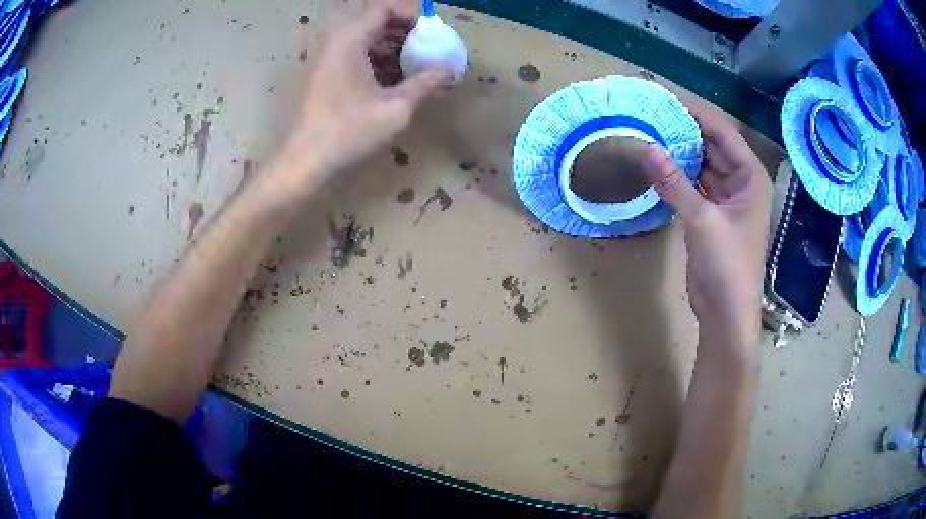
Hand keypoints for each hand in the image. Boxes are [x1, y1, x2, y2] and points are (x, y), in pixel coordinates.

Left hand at [271, 3, 449, 201]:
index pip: (383, 10)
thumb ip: (426, 82)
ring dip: (392, 50)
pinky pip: (355, 58)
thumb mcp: (397, 107)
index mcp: (350, 40)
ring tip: (416, 68)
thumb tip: (449, 67)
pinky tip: (394, 82)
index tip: (432, 35)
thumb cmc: (349, 131)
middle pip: (374, 24)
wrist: (305, 162)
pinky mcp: (325, 77)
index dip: (411, 17)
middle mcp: (336, 43)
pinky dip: (377, 63)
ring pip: (365, 42)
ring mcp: (328, 61)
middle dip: (405, 34)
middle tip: (428, 51)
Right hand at [642, 105, 770, 353]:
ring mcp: (725, 200)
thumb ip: (674, 183)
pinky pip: (693, 186)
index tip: (666, 99)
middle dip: (685, 132)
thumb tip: (646, 148)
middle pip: (712, 147)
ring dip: (680, 154)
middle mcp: (740, 183)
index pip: (723, 133)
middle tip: (651, 115)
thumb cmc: (728, 265)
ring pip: (701, 167)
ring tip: (649, 134)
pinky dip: (677, 177)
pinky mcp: (710, 216)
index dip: (697, 114)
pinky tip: (656, 166)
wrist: (726, 313)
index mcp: (750, 177)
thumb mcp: (702, 220)